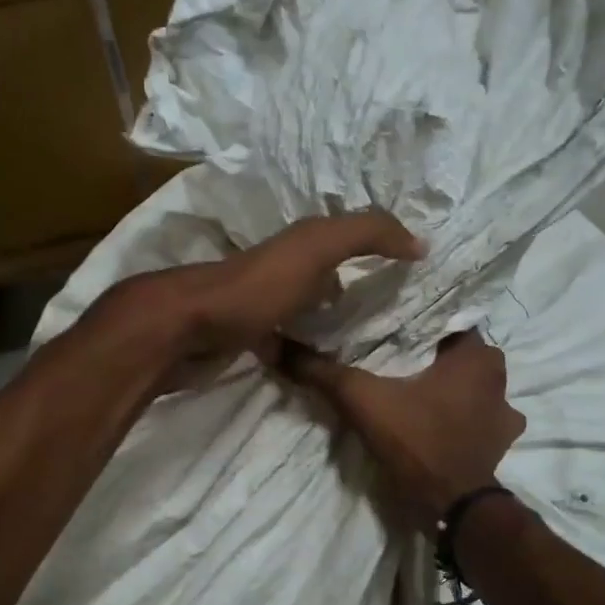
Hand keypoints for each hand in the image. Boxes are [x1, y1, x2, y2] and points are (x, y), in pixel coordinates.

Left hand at [96, 211, 421, 390]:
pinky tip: (324, 370)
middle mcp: (282, 269)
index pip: (349, 239)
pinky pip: (287, 343)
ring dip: (331, 323)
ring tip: (368, 347)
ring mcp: (261, 305)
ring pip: (307, 310)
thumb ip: (366, 234)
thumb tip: (420, 242)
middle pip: (328, 275)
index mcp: (299, 244)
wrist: (183, 329)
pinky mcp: (246, 339)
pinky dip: (305, 352)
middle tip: (396, 315)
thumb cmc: (254, 287)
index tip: (414, 273)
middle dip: (356, 288)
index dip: (380, 249)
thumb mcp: (316, 248)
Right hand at [277, 330, 524, 527]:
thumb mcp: (361, 399)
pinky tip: (434, 421)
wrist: (451, 506)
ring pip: (469, 385)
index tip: (385, 328)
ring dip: (447, 387)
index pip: (444, 320)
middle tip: (393, 358)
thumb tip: (278, 346)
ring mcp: (505, 412)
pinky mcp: (499, 442)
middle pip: (456, 353)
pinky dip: (459, 416)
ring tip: (412, 390)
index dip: (413, 324)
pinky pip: (477, 416)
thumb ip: (323, 371)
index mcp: (476, 355)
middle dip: (429, 355)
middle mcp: (499, 377)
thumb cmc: (416, 440)